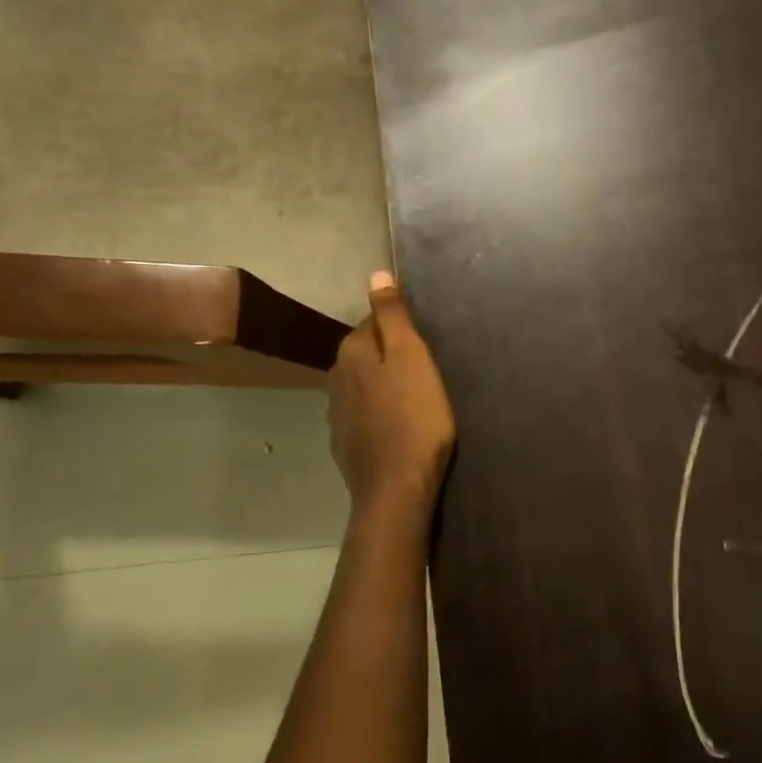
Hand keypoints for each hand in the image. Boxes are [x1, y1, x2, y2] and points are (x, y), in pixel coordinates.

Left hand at [329, 271, 456, 512]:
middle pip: (366, 353)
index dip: (401, 329)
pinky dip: (377, 413)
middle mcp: (335, 377)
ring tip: (414, 398)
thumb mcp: (411, 357)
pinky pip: (362, 414)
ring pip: (362, 384)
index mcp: (351, 352)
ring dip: (383, 385)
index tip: (425, 345)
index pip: (373, 322)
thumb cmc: (414, 417)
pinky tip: (396, 426)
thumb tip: (376, 274)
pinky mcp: (344, 443)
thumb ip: (392, 316)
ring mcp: (336, 413)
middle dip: (390, 356)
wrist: (396, 488)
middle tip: (425, 371)